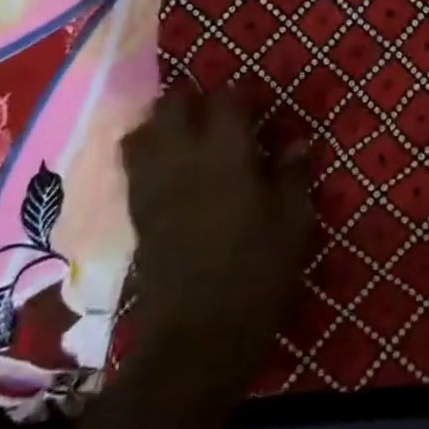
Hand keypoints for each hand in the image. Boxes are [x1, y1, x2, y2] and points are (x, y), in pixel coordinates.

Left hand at [120, 87, 313, 375]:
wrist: (199, 333)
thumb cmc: (258, 269)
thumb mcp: (293, 219)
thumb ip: (293, 174)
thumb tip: (295, 142)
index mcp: (225, 152)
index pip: (225, 100)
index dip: (242, 95)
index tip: (261, 105)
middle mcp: (181, 158)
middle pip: (172, 105)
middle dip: (194, 99)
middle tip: (221, 114)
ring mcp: (152, 186)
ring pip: (143, 132)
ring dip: (164, 124)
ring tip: (189, 135)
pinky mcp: (137, 214)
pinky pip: (134, 166)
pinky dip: (149, 154)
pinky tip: (173, 168)